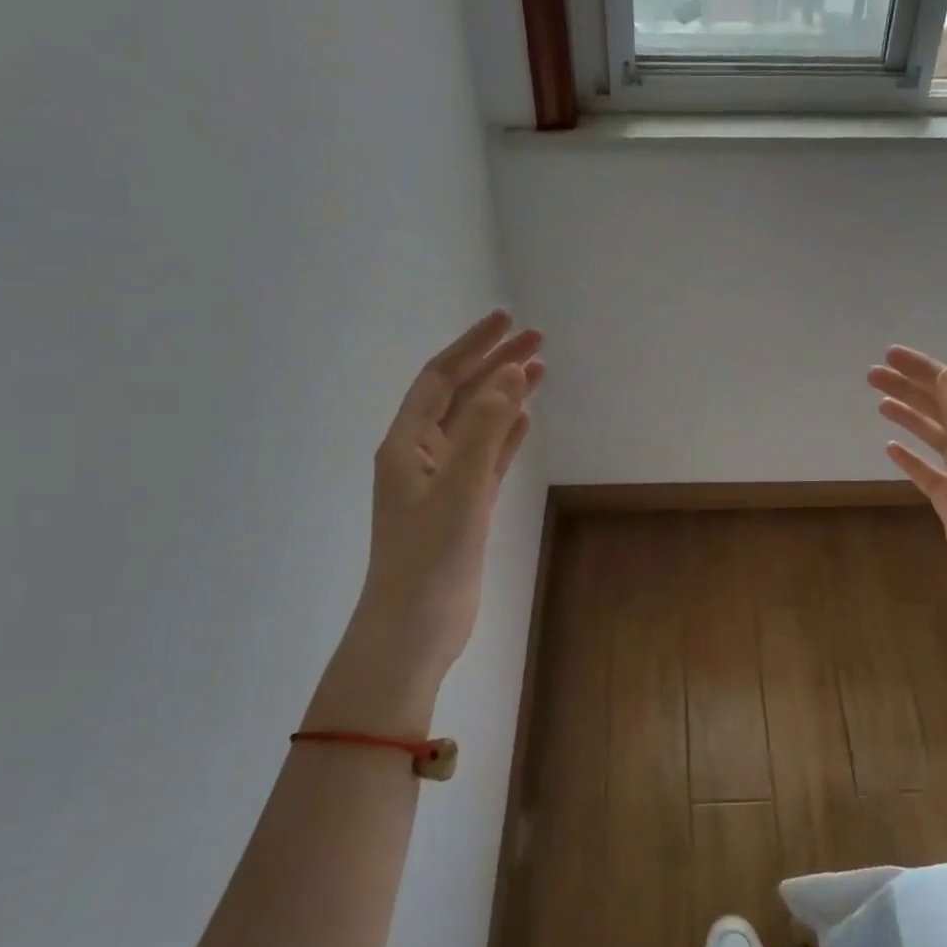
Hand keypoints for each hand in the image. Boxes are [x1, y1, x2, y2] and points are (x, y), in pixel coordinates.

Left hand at [313, 311, 542, 729]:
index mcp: (407, 444)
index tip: (507, 319)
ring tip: (539, 370)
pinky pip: (487, 458)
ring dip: (504, 396)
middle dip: (494, 364)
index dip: (473, 346)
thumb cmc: (430, 558)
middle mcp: (422, 455)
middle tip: (537, 339)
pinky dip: (505, 435)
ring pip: (477, 425)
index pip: (440, 378)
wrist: (415, 627)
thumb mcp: (460, 488)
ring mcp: (443, 482)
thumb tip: (510, 373)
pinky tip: (524, 419)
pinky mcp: (463, 507)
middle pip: (460, 395)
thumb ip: (485, 429)